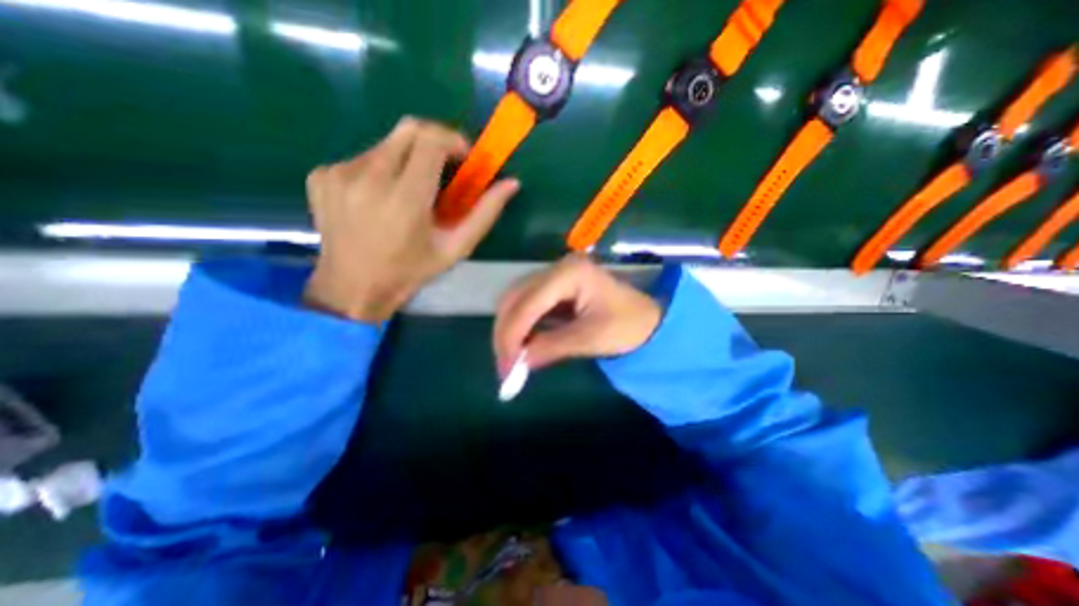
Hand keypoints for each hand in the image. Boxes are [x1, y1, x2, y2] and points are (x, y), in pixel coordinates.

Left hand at [303, 114, 521, 317]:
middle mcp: (368, 177)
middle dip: (433, 141)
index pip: (431, 139)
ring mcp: (339, 173)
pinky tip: (381, 198)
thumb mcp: (455, 249)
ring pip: (386, 144)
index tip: (462, 157)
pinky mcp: (321, 174)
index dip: (453, 139)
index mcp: (404, 199)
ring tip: (410, 191)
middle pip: (408, 129)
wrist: (351, 287)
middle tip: (442, 168)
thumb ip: (484, 214)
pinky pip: (362, 157)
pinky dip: (381, 169)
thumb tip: (511, 184)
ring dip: (407, 159)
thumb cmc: (410, 271)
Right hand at [491, 256, 662, 377]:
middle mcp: (556, 268)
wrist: (648, 320)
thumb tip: (516, 364)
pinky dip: (520, 327)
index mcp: (570, 273)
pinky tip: (520, 346)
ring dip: (509, 330)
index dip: (512, 336)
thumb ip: (550, 347)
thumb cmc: (628, 326)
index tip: (505, 368)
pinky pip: (527, 305)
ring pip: (516, 301)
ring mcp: (554, 275)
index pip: (528, 303)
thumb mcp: (590, 339)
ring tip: (509, 359)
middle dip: (505, 333)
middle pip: (515, 298)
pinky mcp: (554, 287)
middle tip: (504, 366)